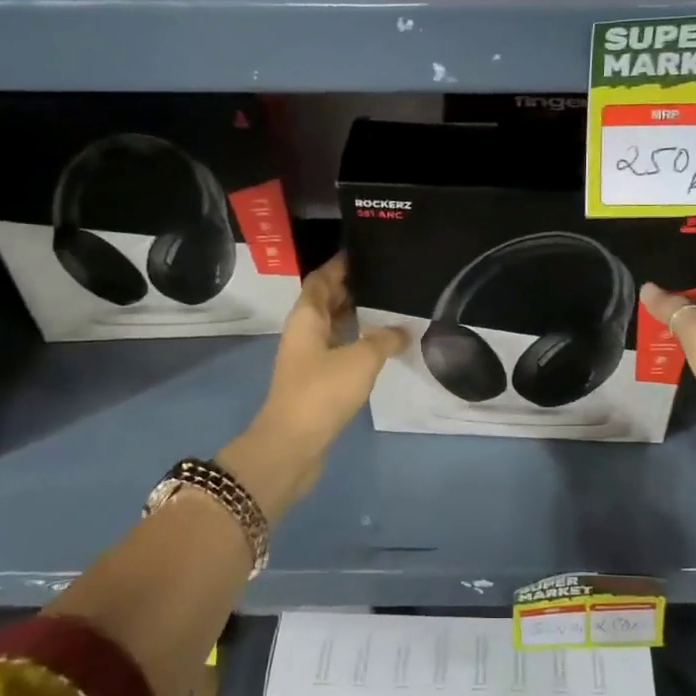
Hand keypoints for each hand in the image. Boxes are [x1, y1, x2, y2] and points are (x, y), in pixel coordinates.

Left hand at [221, 255, 407, 516]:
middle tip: (386, 276)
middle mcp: (304, 333)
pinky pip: (339, 349)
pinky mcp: (317, 381)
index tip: (365, 250)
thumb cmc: (322, 392)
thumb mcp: (361, 359)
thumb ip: (384, 339)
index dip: (340, 264)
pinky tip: (382, 344)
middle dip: (351, 287)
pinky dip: (358, 341)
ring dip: (356, 315)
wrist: (293, 445)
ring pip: (333, 326)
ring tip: (390, 305)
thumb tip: (402, 329)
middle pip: (326, 300)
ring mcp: (309, 358)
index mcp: (307, 318)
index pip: (321, 279)